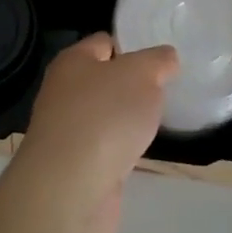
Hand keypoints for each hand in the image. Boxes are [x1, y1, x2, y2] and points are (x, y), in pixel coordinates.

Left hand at [11, 35, 177, 232]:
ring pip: (106, 116)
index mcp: (73, 61)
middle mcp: (64, 92)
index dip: (132, 47)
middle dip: (133, 86)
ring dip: (127, 121)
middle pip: (105, 80)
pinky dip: (122, 150)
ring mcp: (67, 131)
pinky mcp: (75, 167)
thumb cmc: (104, 116)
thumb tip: (166, 58)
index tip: (160, 61)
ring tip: (158, 122)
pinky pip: (105, 148)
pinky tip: (141, 153)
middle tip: (165, 92)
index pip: (105, 42)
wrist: (70, 190)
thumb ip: (158, 61)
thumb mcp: (142, 74)